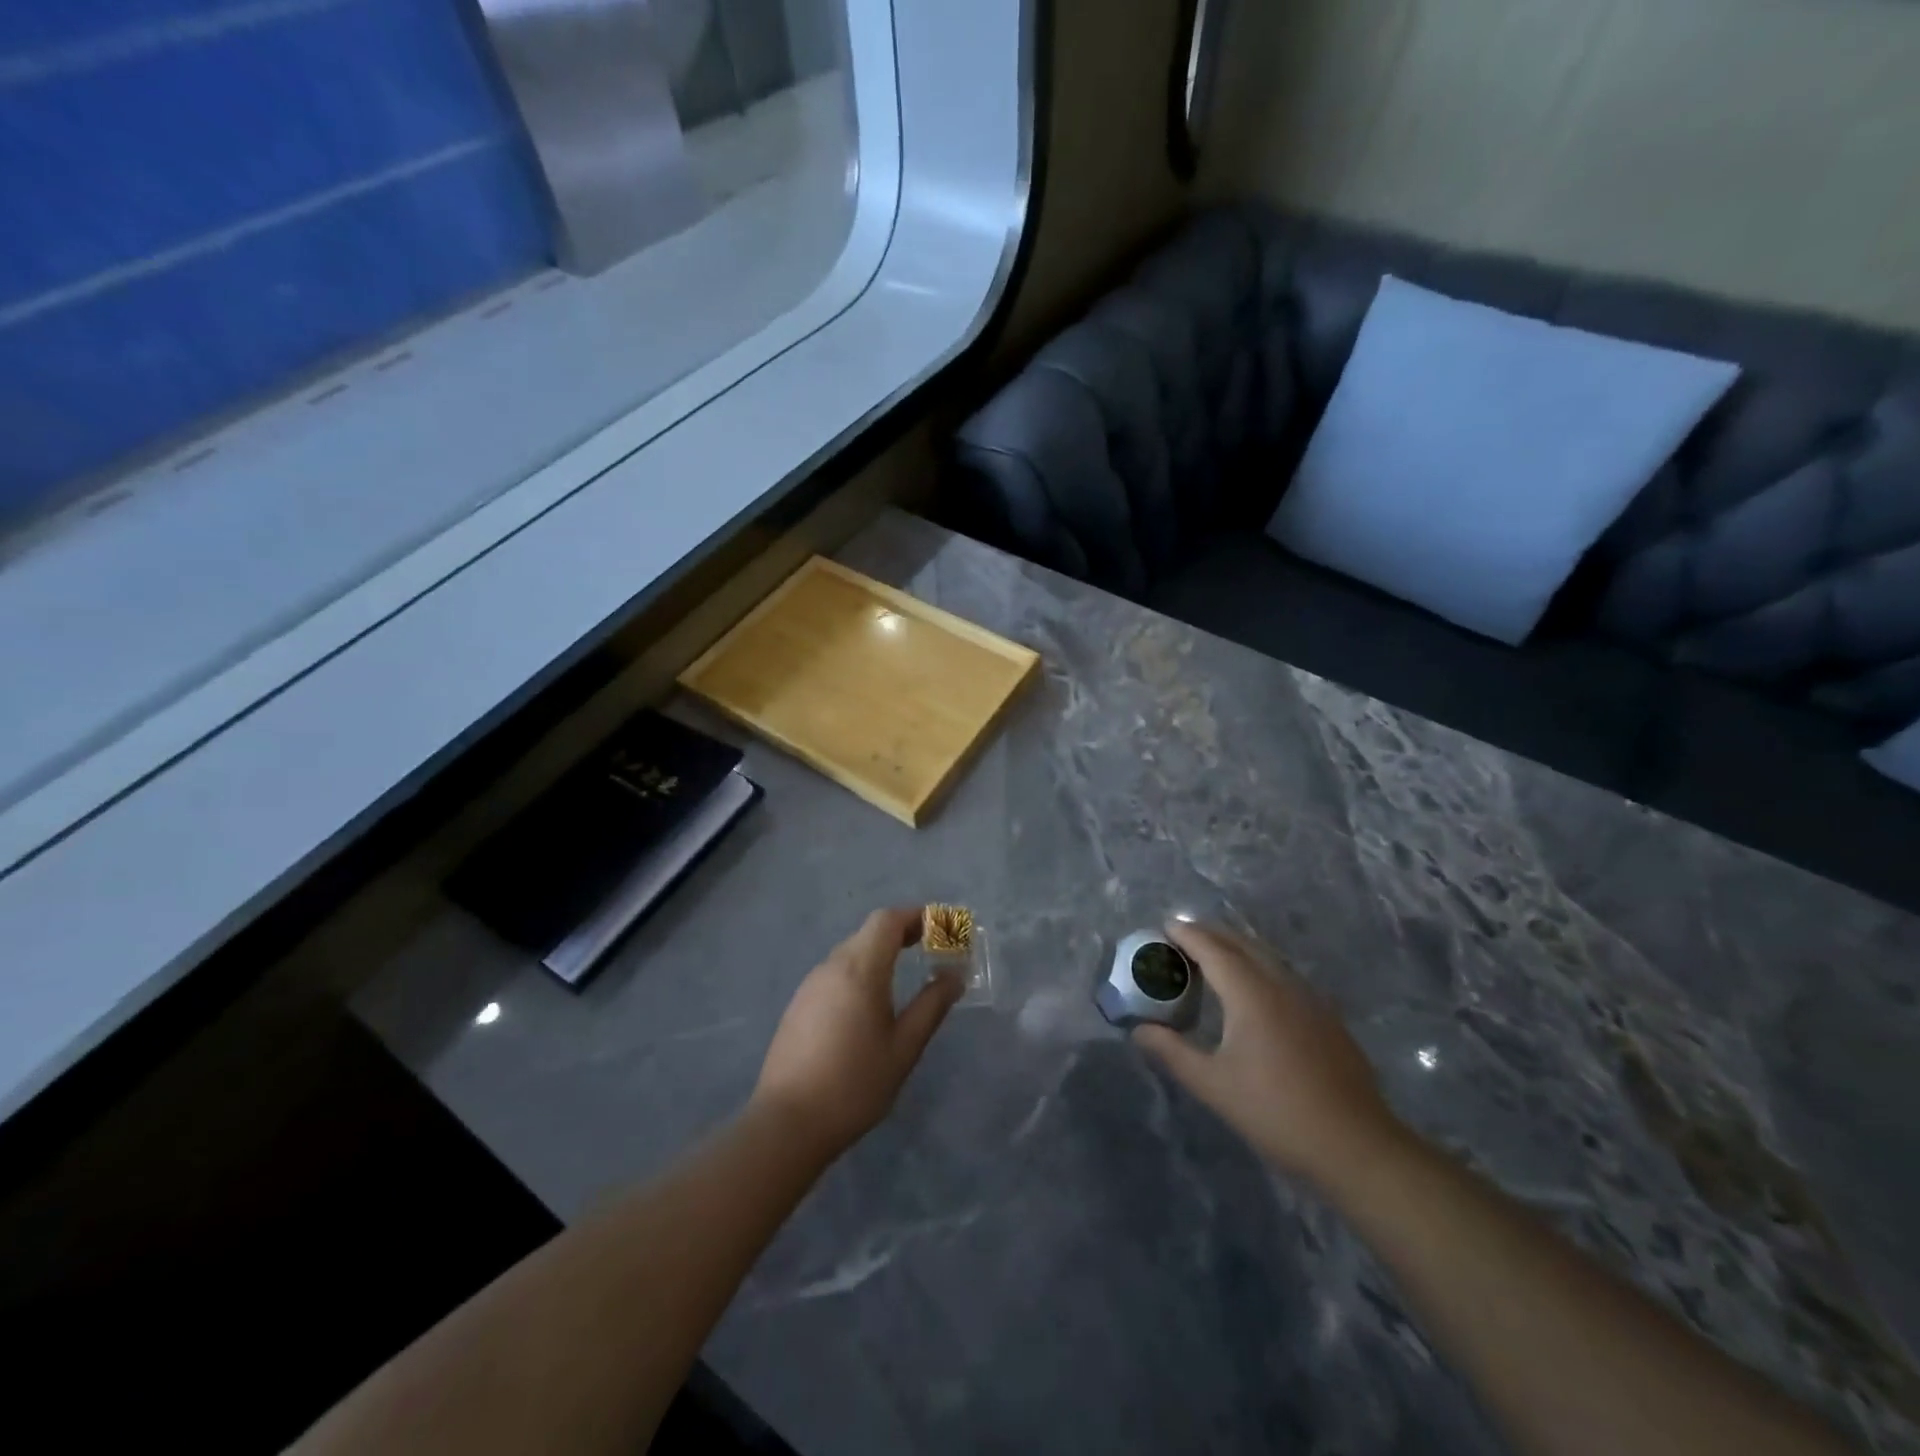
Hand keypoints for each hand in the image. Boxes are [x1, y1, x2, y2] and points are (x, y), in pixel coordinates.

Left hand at [751, 907, 963, 1159]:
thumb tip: (954, 976)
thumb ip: (931, 1006)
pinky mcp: (798, 1005)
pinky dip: (860, 971)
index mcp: (859, 969)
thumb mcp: (904, 1048)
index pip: (888, 920)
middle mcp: (831, 966)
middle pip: (869, 932)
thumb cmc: (855, 1084)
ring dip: (880, 952)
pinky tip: (870, 1004)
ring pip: (850, 952)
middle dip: (902, 933)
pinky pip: (835, 973)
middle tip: (931, 950)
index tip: (942, 928)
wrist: (788, 1123)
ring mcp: (810, 985)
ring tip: (905, 976)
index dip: (916, 916)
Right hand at [1133, 922, 1404, 1186]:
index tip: (1164, 927)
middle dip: (1209, 933)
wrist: (1356, 1146)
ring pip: (1266, 956)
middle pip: (1241, 943)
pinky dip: (1258, 966)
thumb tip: (1139, 1030)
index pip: (1212, 948)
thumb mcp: (1213, 1085)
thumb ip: (1172, 1052)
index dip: (1187, 934)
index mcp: (1251, 993)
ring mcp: (1309, 998)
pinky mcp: (1326, 1016)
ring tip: (1211, 957)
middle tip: (1181, 938)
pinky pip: (1284, 973)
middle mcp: (1281, 983)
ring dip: (1236, 948)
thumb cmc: (1276, 1112)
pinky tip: (1253, 990)